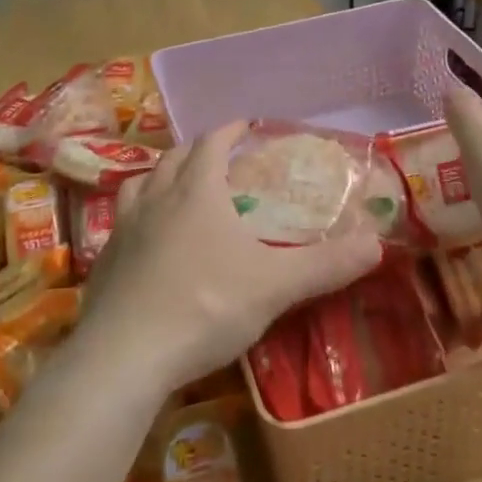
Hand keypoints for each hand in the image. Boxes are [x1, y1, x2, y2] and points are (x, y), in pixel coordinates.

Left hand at [79, 122, 381, 394]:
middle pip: (174, 158)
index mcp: (196, 192)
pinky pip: (122, 221)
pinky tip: (148, 238)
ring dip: (162, 176)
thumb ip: (326, 265)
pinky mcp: (104, 260)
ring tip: (177, 186)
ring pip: (141, 184)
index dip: (228, 131)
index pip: (211, 143)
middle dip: (197, 149)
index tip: (244, 125)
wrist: (125, 355)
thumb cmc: (205, 307)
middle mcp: (155, 199)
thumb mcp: (275, 287)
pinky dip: (140, 214)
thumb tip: (377, 244)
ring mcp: (124, 228)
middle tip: (216, 155)